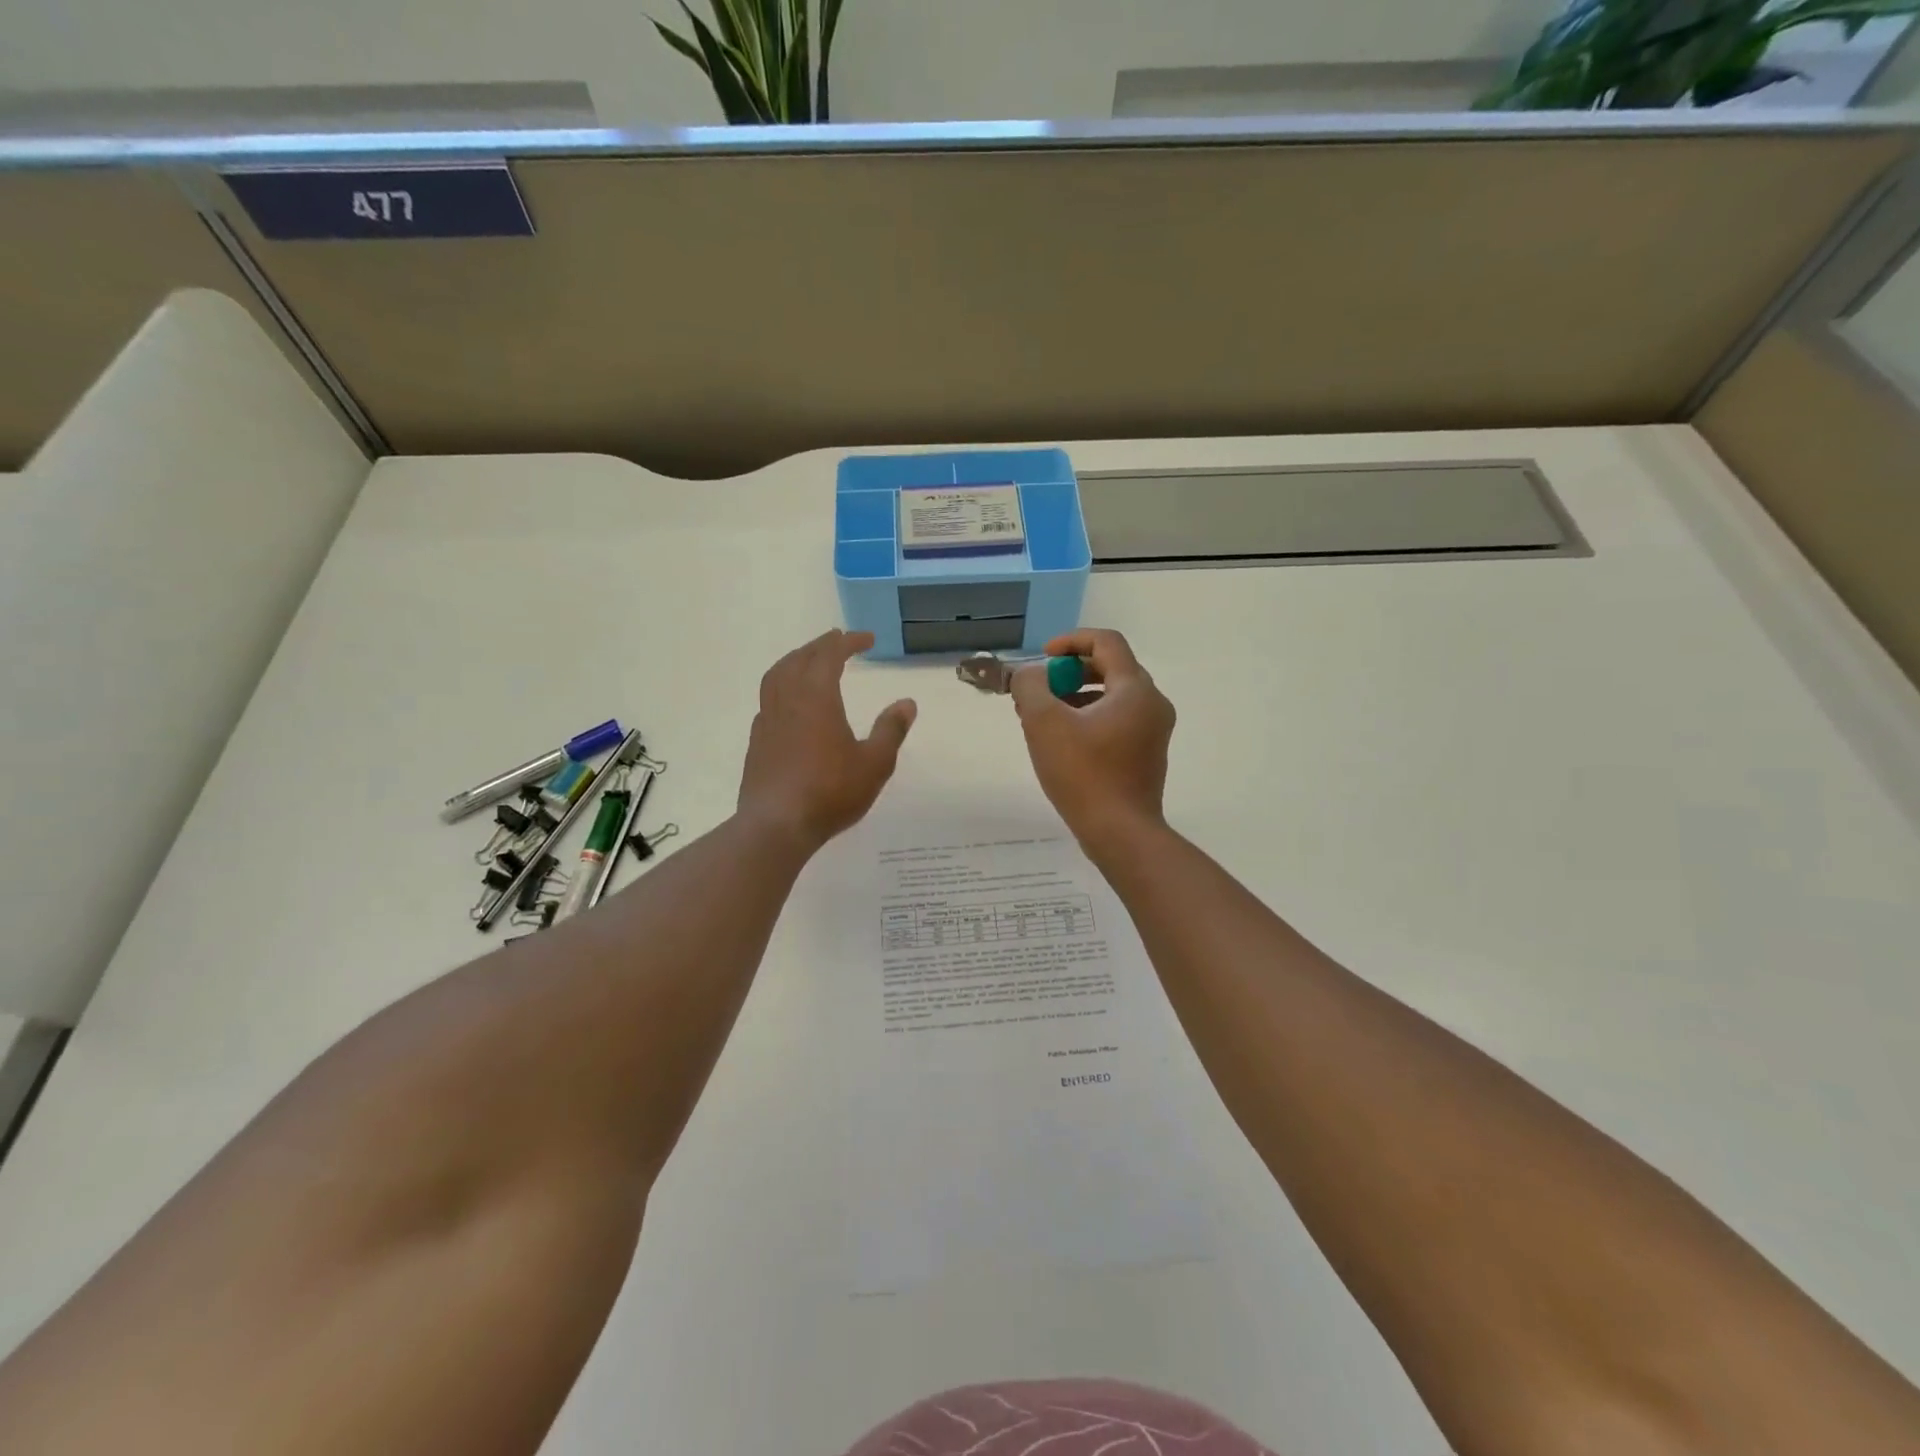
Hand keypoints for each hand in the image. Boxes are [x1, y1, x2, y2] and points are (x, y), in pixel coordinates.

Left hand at [738, 629, 916, 851]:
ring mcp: (767, 720)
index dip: (848, 642)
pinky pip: (768, 700)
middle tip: (838, 640)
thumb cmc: (830, 791)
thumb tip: (907, 703)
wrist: (776, 825)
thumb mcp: (874, 763)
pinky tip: (791, 704)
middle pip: (800, 659)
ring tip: (809, 661)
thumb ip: (890, 730)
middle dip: (820, 645)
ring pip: (776, 676)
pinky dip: (782, 688)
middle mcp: (787, 700)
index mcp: (816, 697)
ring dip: (795, 661)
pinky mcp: (757, 742)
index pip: (830, 655)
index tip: (867, 639)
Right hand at [1010, 629, 1174, 850]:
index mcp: (1135, 689)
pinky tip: (1062, 742)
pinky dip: (1089, 718)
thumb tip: (1031, 676)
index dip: (1070, 641)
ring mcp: (1153, 731)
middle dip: (1069, 672)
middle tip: (1038, 691)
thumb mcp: (1044, 724)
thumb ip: (1031, 687)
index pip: (1106, 642)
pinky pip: (1116, 720)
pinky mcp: (1146, 754)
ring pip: (1111, 697)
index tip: (1043, 659)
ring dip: (1075, 696)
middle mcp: (1152, 704)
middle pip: (1110, 668)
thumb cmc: (1083, 774)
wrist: (1120, 834)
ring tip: (1042, 718)